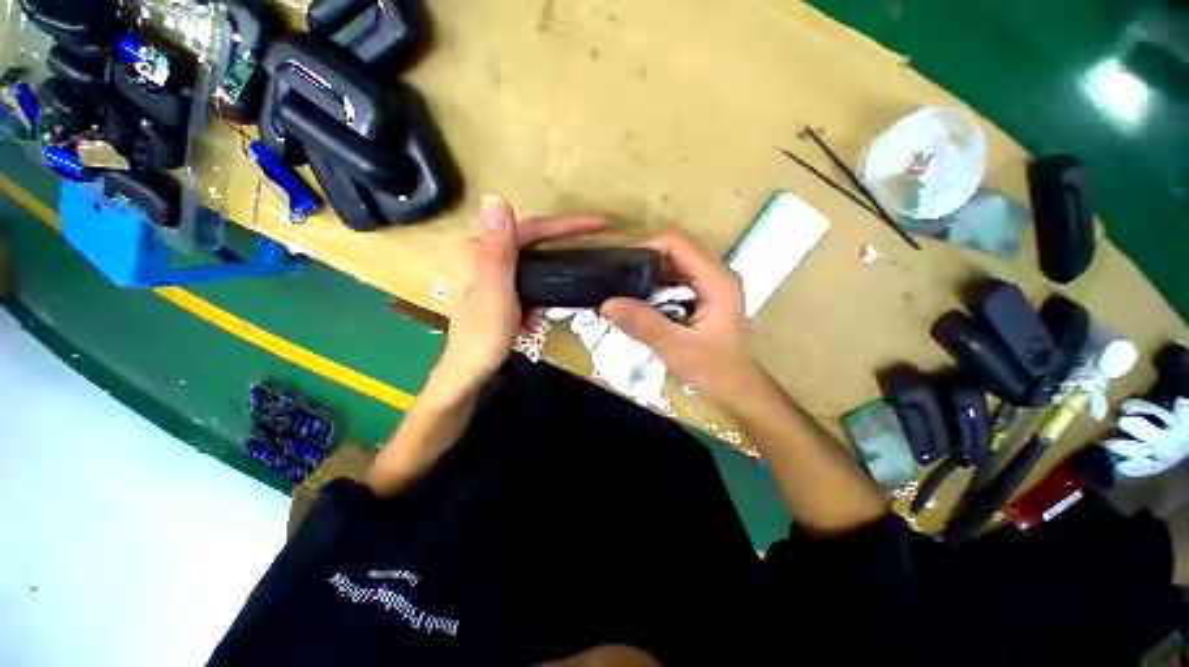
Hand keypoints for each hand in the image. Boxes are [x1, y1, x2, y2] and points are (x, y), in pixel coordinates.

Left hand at [432, 196, 605, 397]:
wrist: (473, 370)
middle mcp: (482, 254)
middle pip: (532, 242)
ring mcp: (490, 271)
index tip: (598, 224)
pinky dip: (537, 298)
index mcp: (478, 250)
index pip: (528, 228)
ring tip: (548, 307)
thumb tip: (495, 198)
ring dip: (548, 283)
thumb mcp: (495, 293)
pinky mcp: (498, 287)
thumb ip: (497, 250)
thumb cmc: (484, 335)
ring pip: (532, 264)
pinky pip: (528, 282)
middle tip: (591, 250)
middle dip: (560, 254)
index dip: (564, 225)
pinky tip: (532, 318)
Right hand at [600, 229, 764, 410]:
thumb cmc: (715, 372)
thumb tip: (607, 303)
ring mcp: (710, 283)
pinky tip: (635, 298)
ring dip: (645, 271)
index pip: (678, 243)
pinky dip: (653, 284)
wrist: (737, 389)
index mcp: (717, 281)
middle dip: (641, 258)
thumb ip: (644, 325)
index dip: (645, 245)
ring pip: (673, 263)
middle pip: (674, 249)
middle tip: (612, 275)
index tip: (617, 262)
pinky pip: (674, 278)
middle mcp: (716, 274)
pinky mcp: (703, 294)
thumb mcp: (677, 350)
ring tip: (618, 285)